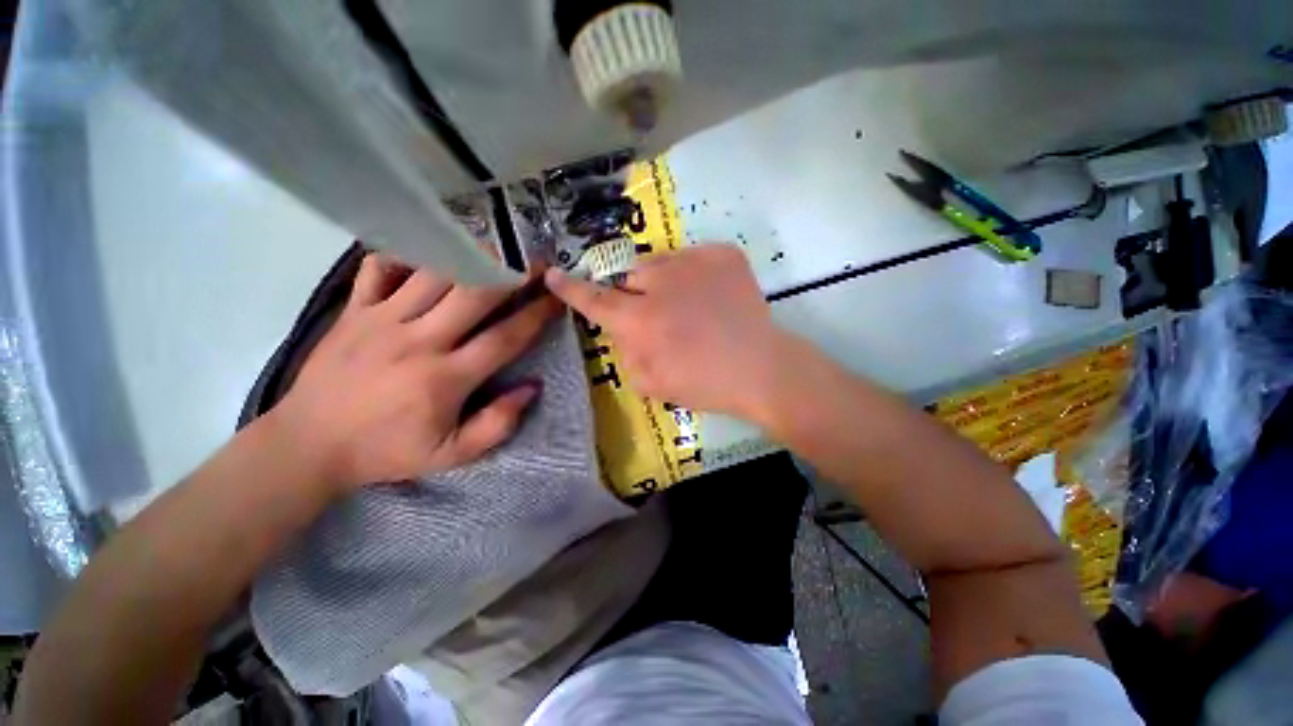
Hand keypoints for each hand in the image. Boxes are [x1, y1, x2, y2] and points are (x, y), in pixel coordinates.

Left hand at [270, 253, 562, 491]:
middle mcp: (418, 340)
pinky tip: (429, 252)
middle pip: (475, 294)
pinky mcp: (354, 311)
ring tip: (497, 248)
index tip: (557, 298)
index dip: (537, 315)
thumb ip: (497, 425)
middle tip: (537, 261)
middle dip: (513, 274)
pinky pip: (380, 268)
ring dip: (471, 257)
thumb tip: (531, 388)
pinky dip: (407, 254)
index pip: (505, 337)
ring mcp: (382, 320)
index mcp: (445, 378)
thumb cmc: (385, 451)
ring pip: (434, 274)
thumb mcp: (451, 455)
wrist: (307, 445)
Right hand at [545, 244, 793, 421]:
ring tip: (691, 307)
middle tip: (662, 317)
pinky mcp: (723, 254)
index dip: (570, 288)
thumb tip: (623, 330)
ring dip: (666, 284)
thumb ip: (625, 352)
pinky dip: (695, 276)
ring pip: (662, 264)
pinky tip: (712, 298)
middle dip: (637, 296)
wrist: (760, 368)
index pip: (593, 299)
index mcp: (638, 320)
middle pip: (630, 278)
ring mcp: (694, 262)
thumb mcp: (649, 383)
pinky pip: (694, 258)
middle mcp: (659, 283)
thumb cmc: (704, 383)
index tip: (553, 274)